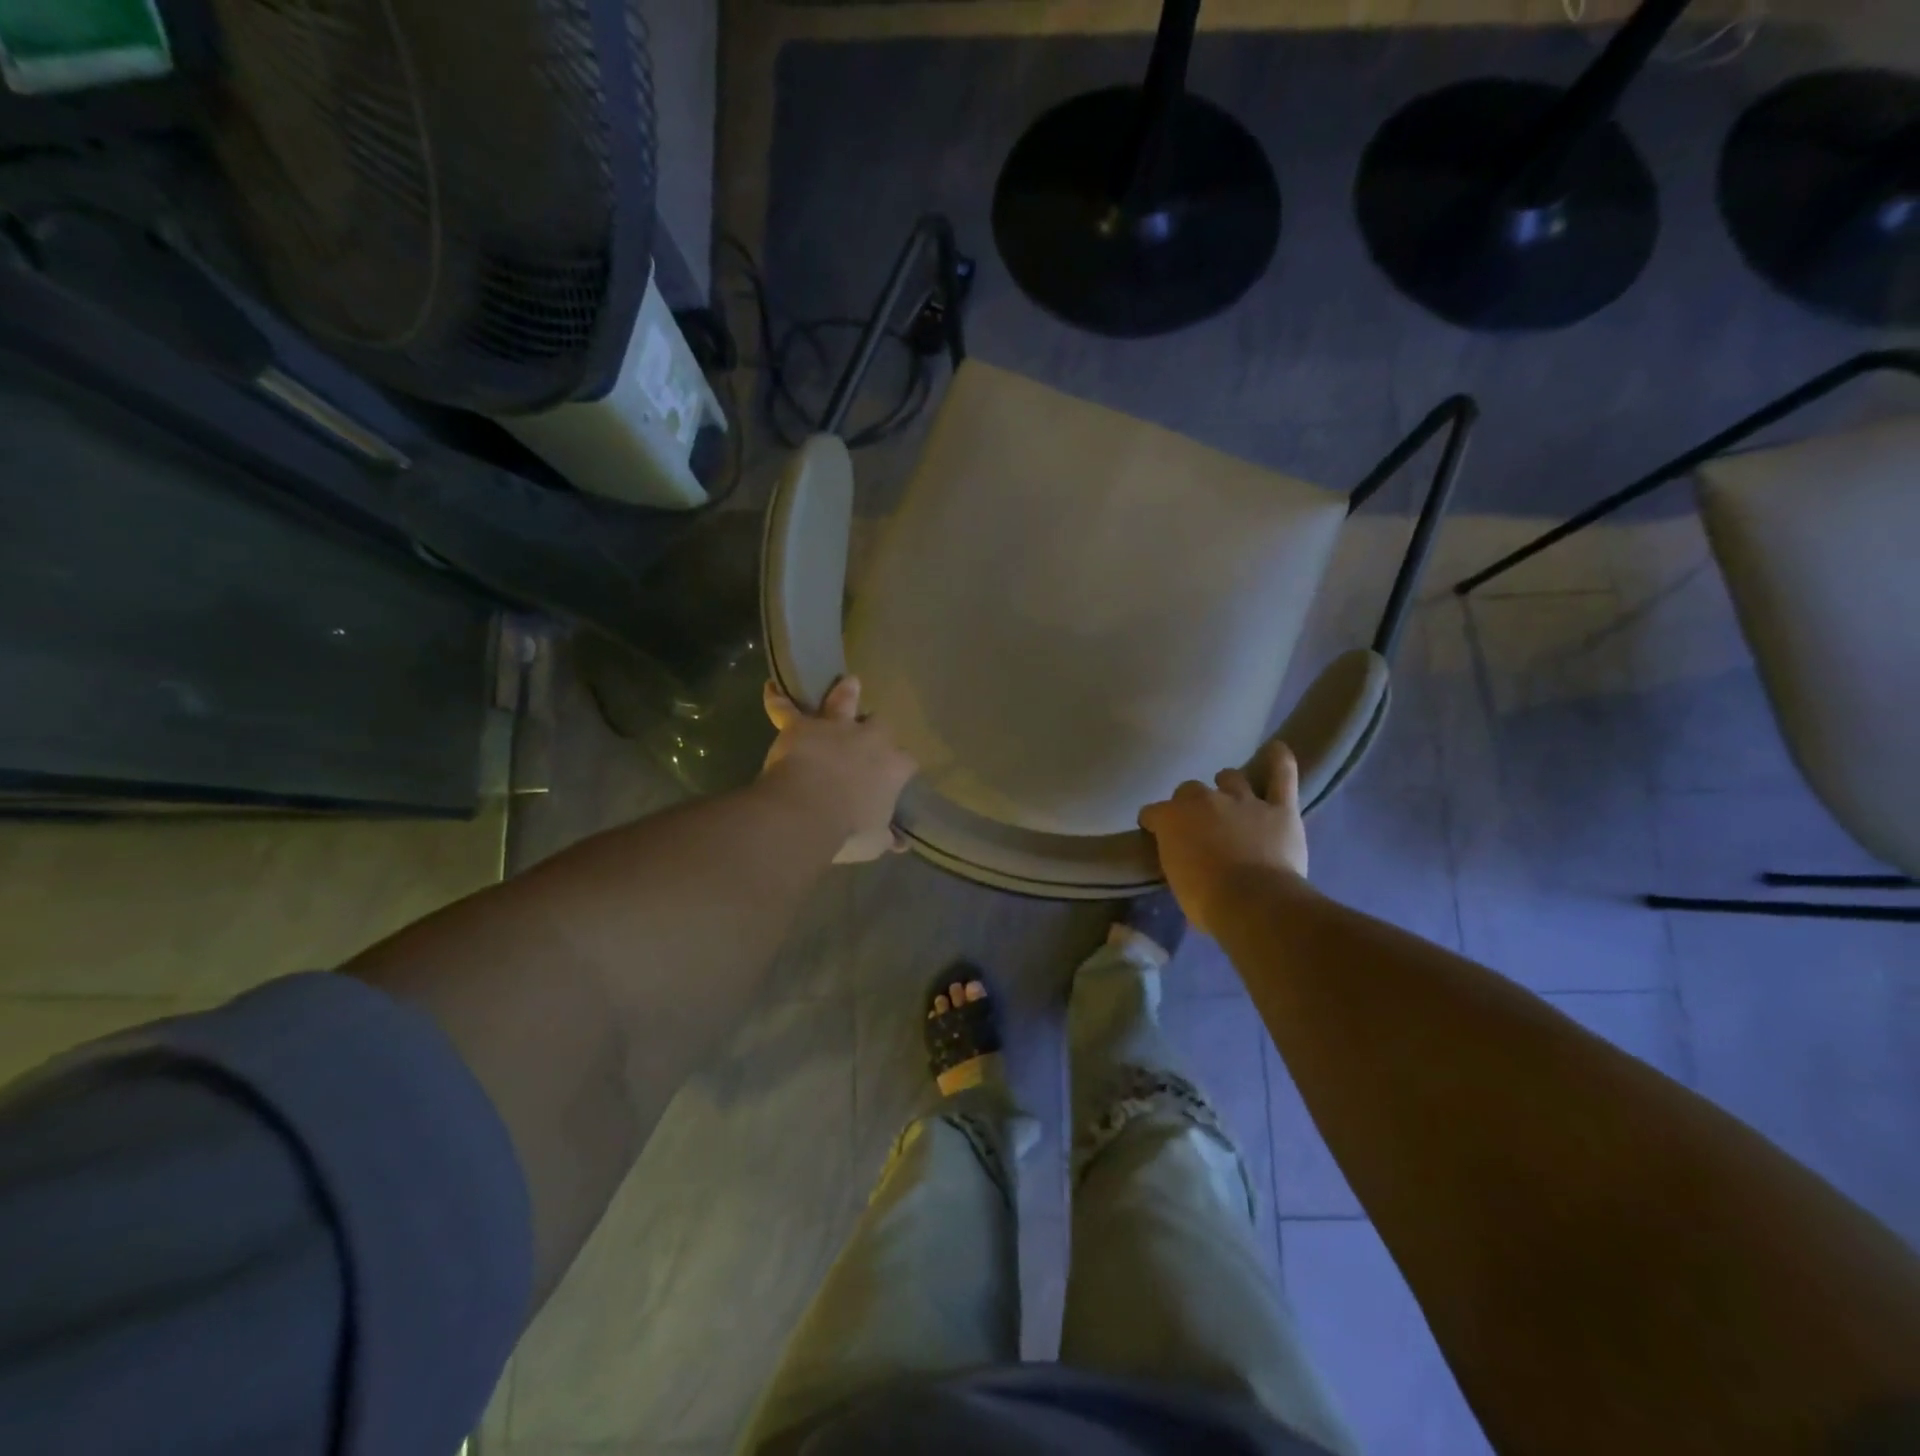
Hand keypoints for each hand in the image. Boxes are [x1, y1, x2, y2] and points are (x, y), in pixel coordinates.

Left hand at [762, 676, 916, 862]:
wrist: (806, 813)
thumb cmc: (847, 830)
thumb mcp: (874, 842)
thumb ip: (886, 837)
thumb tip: (899, 842)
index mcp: (892, 768)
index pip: (906, 762)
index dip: (900, 768)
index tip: (894, 777)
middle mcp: (870, 740)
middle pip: (881, 725)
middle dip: (876, 729)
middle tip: (870, 735)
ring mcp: (836, 728)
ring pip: (843, 701)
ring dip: (845, 693)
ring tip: (848, 683)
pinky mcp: (802, 726)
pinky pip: (786, 709)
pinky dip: (777, 700)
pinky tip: (770, 689)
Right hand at [1139, 740, 1310, 934]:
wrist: (1255, 904)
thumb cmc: (1207, 901)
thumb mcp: (1178, 883)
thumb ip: (1179, 859)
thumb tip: (1186, 860)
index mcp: (1172, 819)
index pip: (1152, 812)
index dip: (1154, 824)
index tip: (1156, 835)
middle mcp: (1204, 800)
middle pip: (1190, 789)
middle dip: (1192, 804)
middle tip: (1200, 825)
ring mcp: (1243, 800)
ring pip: (1231, 778)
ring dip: (1228, 787)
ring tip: (1232, 801)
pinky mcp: (1279, 808)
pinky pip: (1282, 775)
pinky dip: (1280, 761)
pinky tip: (1277, 750)